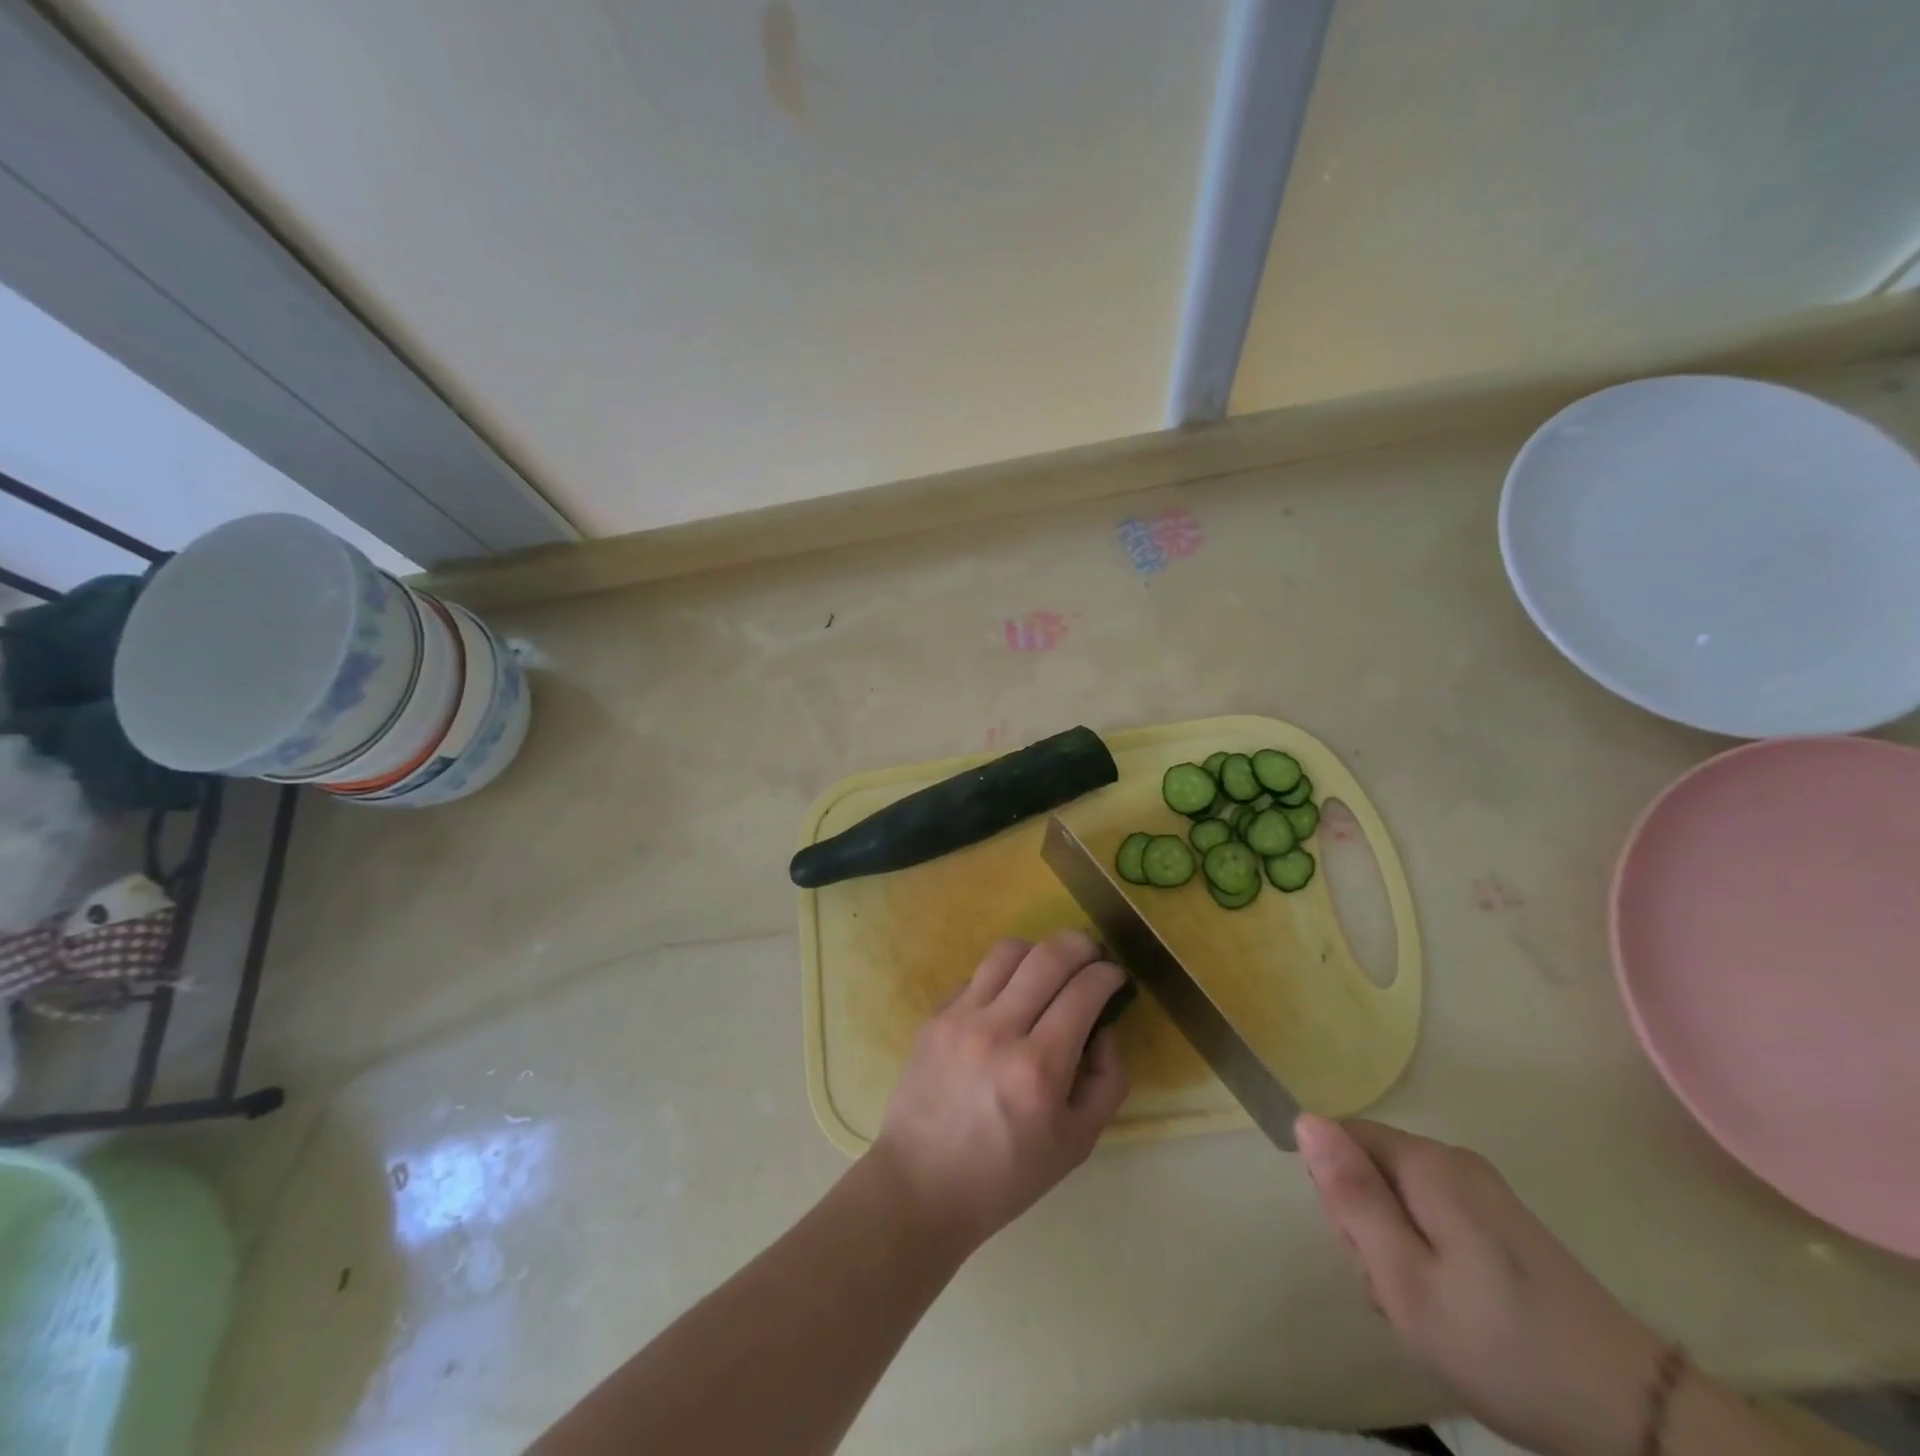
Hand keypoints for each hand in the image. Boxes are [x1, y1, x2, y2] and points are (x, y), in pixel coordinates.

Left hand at [870, 932, 1129, 1254]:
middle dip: (1081, 945)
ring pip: (1008, 950)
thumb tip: (1104, 1028)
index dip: (1107, 974)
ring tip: (1050, 968)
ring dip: (1039, 950)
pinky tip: (1008, 998)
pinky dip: (1002, 976)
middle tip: (1092, 955)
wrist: (922, 1185)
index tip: (1115, 975)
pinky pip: (976, 974)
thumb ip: (1107, 1081)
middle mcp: (999, 1031)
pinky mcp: (934, 1016)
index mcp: (1039, 1068)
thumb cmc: (1007, 1175)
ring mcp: (961, 1017)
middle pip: (1049, 955)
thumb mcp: (1077, 1143)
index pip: (1084, 991)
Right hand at [1298, 1116, 1667, 1455]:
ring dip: (1395, 1246)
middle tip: (1398, 1290)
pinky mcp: (1505, 1222)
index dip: (1337, 1192)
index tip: (1364, 1251)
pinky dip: (1427, 1255)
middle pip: (1371, 1167)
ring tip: (1427, 1308)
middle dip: (1367, 1224)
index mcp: (1427, 1163)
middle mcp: (1454, 1160)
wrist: (1637, 1418)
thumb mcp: (1405, 1279)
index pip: (1341, 1139)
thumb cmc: (1501, 1346)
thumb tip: (1305, 1119)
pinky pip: (1434, 1215)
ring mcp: (1485, 1190)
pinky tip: (1452, 1307)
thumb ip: (1351, 1196)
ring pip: (1399, 1196)